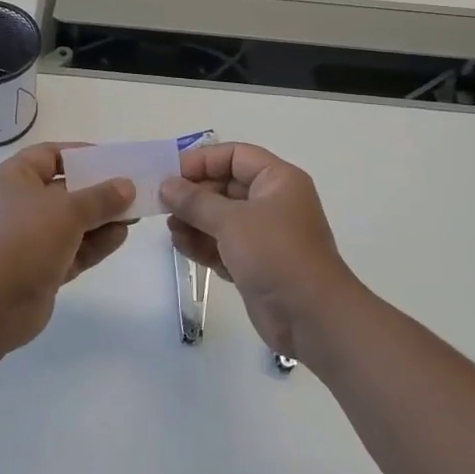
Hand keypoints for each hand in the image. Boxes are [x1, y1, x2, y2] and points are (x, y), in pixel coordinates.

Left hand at [0, 143, 135, 354]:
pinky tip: (121, 236)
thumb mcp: (68, 211)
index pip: (49, 155)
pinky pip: (72, 249)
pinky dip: (95, 243)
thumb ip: (101, 197)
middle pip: (64, 190)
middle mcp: (18, 204)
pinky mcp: (40, 268)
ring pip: (71, 222)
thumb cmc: (25, 240)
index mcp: (13, 178)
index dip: (81, 154)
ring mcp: (28, 238)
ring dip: (101, 218)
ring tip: (135, 215)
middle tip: (132, 190)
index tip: (112, 160)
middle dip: (98, 191)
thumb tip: (127, 186)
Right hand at [160, 144, 363, 361]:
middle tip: (162, 204)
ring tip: (172, 230)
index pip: (235, 156)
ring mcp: (264, 235)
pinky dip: (203, 244)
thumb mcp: (231, 221)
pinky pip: (223, 244)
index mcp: (277, 180)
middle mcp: (272, 202)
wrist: (312, 317)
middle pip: (225, 186)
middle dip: (193, 195)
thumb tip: (166, 186)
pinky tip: (182, 246)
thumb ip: (195, 201)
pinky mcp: (255, 263)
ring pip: (221, 217)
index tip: (170, 173)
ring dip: (194, 221)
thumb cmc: (275, 254)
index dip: (202, 160)